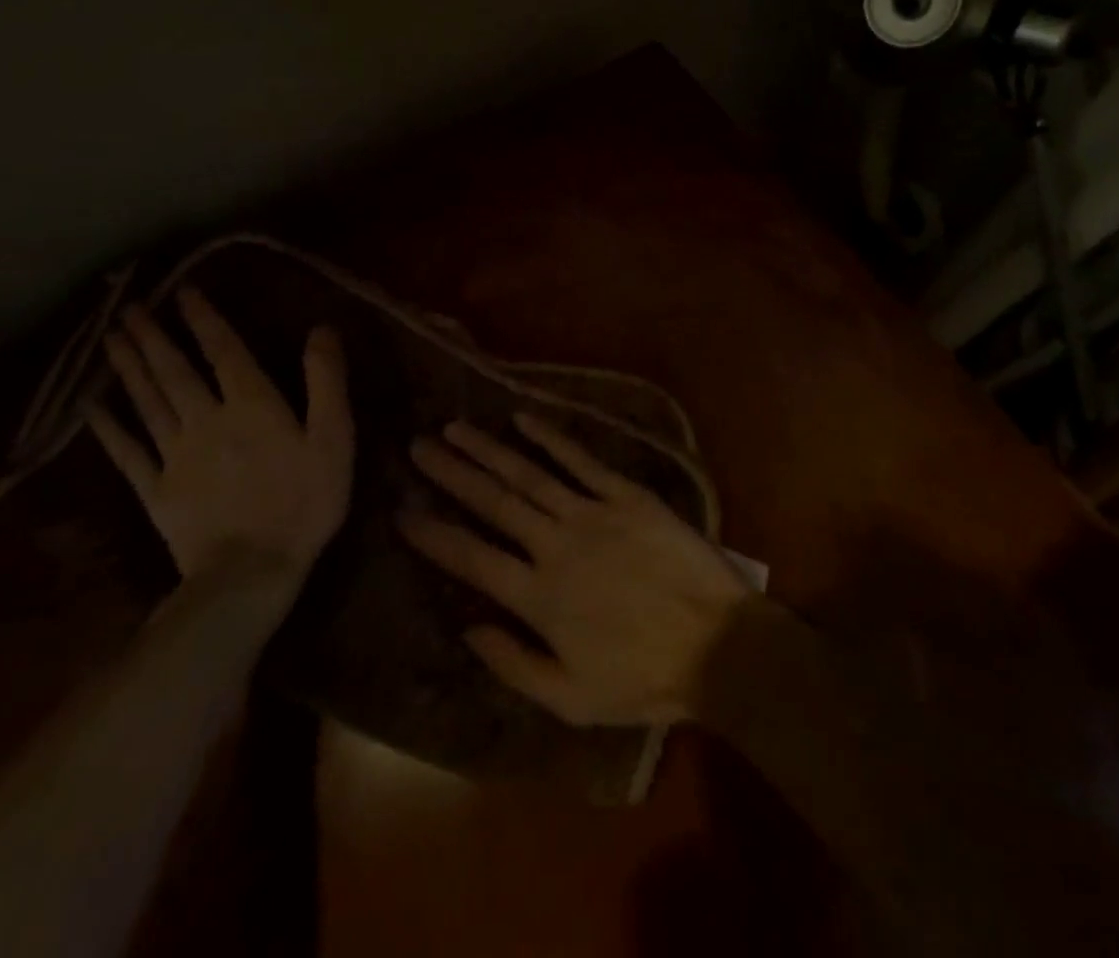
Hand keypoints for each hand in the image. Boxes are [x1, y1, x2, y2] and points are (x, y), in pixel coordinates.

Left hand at [88, 286, 353, 582]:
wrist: (251, 571)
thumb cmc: (304, 500)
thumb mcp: (333, 437)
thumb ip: (325, 381)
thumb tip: (320, 329)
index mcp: (251, 405)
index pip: (223, 352)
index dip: (204, 320)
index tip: (183, 292)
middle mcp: (207, 420)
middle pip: (175, 371)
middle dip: (152, 337)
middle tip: (129, 308)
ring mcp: (176, 455)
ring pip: (147, 402)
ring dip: (129, 368)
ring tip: (111, 338)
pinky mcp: (156, 490)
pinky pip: (128, 452)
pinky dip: (108, 426)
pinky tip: (92, 406)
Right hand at [400, 412, 748, 726]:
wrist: (716, 644)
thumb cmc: (642, 678)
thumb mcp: (571, 699)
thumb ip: (513, 664)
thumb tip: (466, 628)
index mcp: (538, 597)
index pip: (471, 558)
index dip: (433, 533)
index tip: (402, 510)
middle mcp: (556, 545)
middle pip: (493, 502)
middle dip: (452, 473)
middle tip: (419, 446)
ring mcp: (592, 514)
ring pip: (529, 474)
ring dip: (489, 449)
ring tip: (456, 427)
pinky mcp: (626, 496)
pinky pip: (582, 460)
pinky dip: (551, 437)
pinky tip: (524, 418)